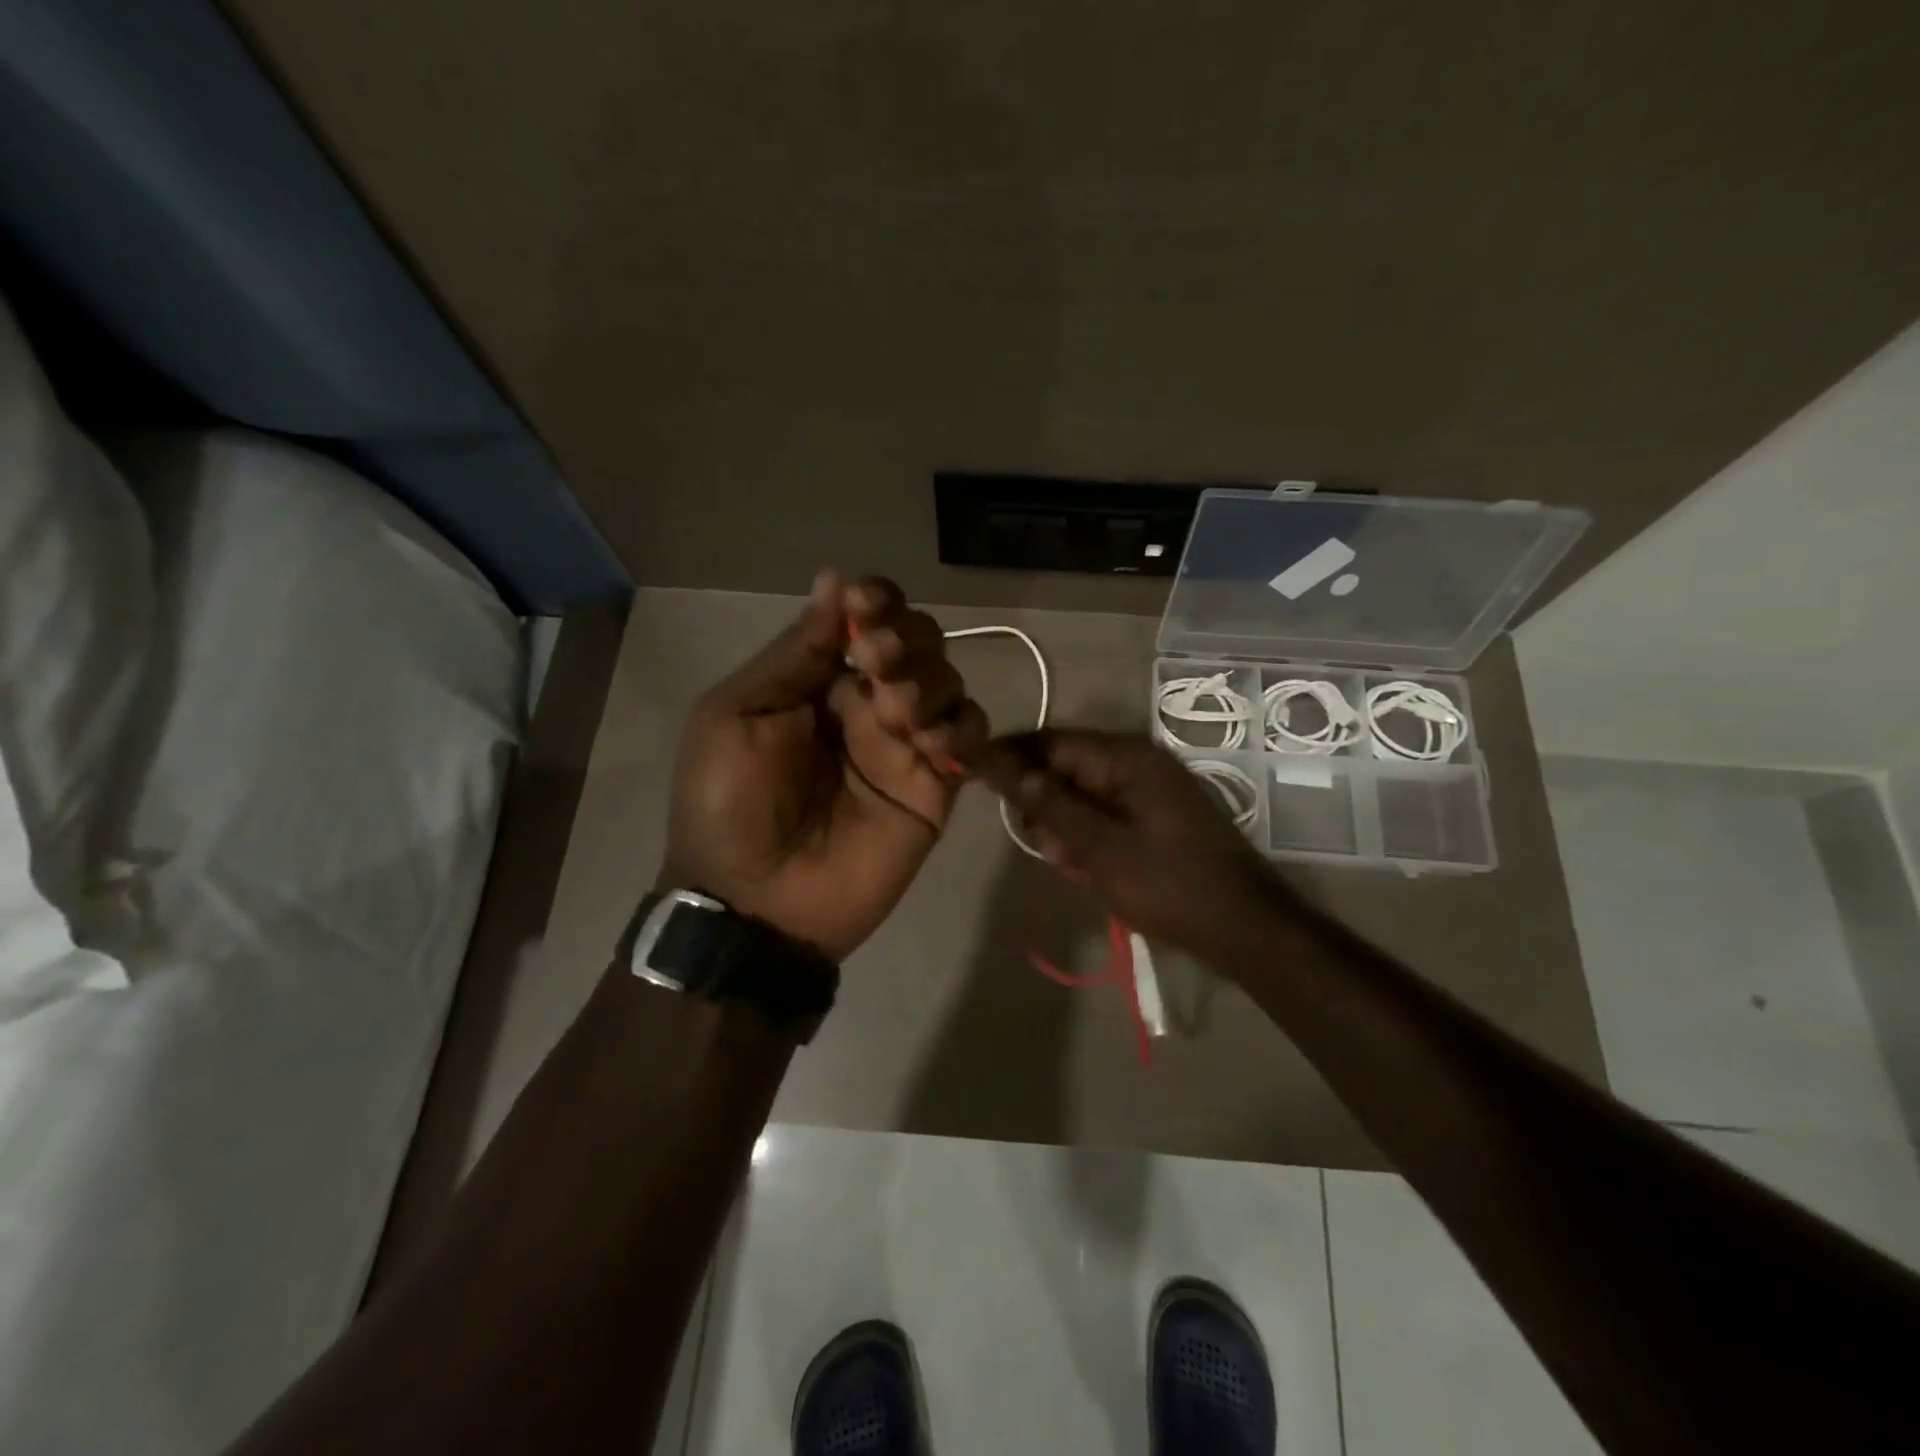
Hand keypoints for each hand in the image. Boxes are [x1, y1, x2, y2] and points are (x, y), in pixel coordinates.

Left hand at [661, 570, 987, 960]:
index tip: (868, 603)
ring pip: (949, 683)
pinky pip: (971, 740)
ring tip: (896, 712)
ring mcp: (905, 746)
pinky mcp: (935, 789)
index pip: (865, 620)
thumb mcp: (738, 715)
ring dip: (930, 682)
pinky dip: (963, 730)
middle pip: (917, 644)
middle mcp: (868, 703)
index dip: (876, 601)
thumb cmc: (729, 804)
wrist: (754, 903)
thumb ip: (794, 653)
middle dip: (905, 639)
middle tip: (877, 663)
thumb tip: (834, 580)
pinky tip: (933, 743)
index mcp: (817, 680)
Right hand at [979, 729, 1281, 953]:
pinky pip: (1106, 815)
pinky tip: (1089, 869)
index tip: (972, 770)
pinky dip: (1090, 837)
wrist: (1244, 928)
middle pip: (1066, 767)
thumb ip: (1051, 806)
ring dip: (1066, 827)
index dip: (1010, 756)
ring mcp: (1150, 789)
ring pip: (1083, 795)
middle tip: (1039, 844)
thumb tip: (1008, 769)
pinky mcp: (1156, 815)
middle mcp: (1138, 762)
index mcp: (1126, 757)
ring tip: (1071, 865)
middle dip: (1043, 803)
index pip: (1052, 742)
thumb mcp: (1100, 848)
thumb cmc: (1168, 885)